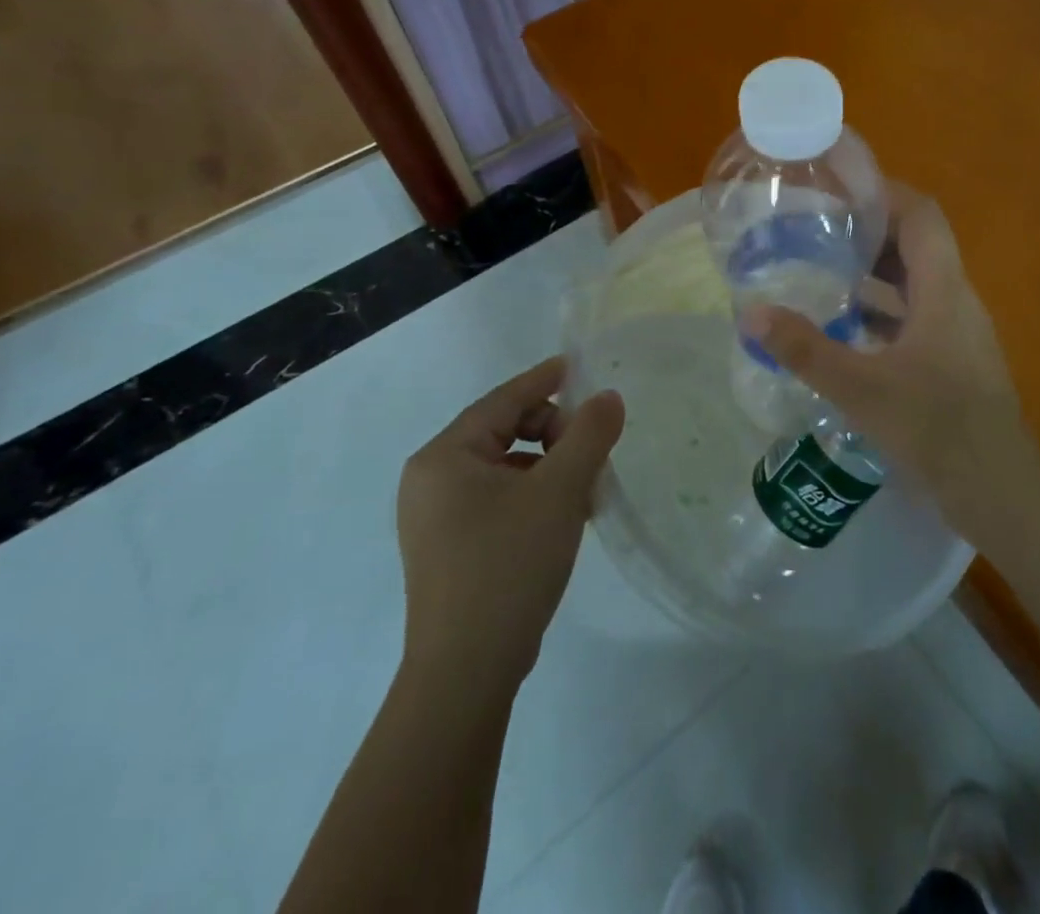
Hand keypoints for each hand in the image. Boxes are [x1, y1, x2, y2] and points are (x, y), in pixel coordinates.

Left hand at [396, 358, 622, 692]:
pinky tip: (565, 517)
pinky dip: (534, 495)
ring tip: (586, 490)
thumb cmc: (509, 565)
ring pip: (506, 467)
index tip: (579, 367)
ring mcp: (437, 518)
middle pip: (504, 431)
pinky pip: (499, 498)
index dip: (544, 380)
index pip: (502, 400)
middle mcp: (431, 481)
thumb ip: (589, 434)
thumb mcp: (560, 491)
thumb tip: (608, 398)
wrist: (467, 673)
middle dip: (554, 434)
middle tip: (593, 453)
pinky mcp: (450, 548)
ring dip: (549, 467)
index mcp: (444, 457)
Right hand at [744, 185, 1039, 545]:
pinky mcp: (955, 361)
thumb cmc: (935, 427)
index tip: (842, 189)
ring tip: (826, 272)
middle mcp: (956, 300)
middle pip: (918, 245)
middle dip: (872, 232)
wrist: (998, 489)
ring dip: (877, 274)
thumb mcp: (860, 387)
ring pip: (917, 284)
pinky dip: (884, 312)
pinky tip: (848, 329)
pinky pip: (917, 318)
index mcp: (943, 289)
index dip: (885, 193)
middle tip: (820, 231)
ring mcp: (959, 332)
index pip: (922, 215)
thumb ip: (805, 349)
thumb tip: (752, 312)